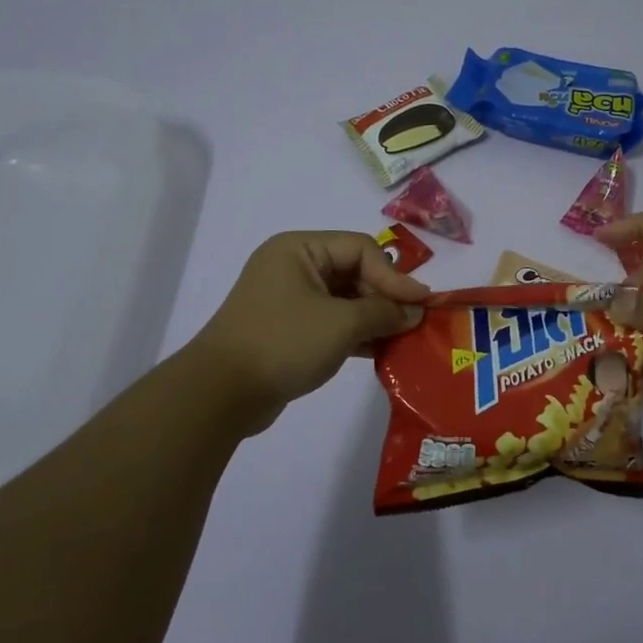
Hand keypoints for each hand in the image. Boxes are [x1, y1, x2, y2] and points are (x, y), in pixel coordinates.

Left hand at [185, 231, 426, 423]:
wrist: (221, 394)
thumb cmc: (284, 342)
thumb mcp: (342, 324)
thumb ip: (383, 312)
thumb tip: (414, 311)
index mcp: (299, 249)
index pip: (360, 249)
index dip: (394, 275)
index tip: (420, 304)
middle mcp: (292, 266)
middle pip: (353, 271)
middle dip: (384, 297)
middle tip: (413, 322)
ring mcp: (288, 299)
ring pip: (344, 299)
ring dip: (373, 317)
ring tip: (402, 338)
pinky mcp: (288, 329)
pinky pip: (331, 321)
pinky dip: (355, 333)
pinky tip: (380, 351)